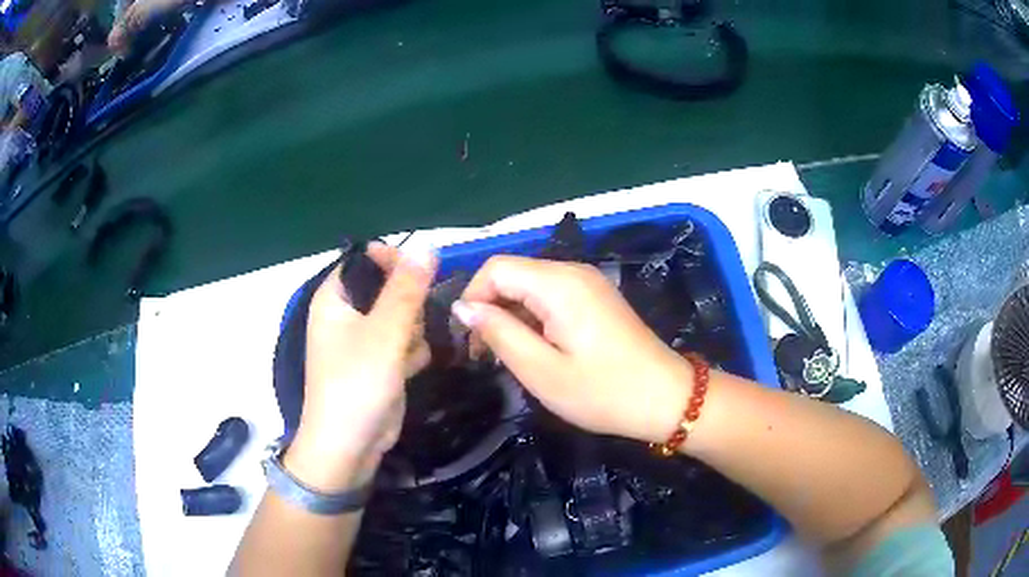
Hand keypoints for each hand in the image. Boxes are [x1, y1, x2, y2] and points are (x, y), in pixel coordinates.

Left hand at [285, 243, 435, 491]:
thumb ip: (407, 289)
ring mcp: (364, 340)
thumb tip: (428, 245)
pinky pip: (405, 342)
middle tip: (409, 328)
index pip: (365, 260)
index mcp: (335, 299)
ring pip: (403, 316)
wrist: (350, 447)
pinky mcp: (380, 362)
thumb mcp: (384, 333)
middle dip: (409, 306)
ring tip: (408, 355)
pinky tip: (410, 371)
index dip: (393, 261)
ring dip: (414, 332)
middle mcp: (347, 315)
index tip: (421, 276)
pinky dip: (412, 353)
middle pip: (390, 288)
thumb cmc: (356, 384)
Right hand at [453, 256, 692, 443]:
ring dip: (511, 315)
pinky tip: (538, 348)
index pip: (496, 268)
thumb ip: (499, 333)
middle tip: (487, 355)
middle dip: (491, 308)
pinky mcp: (596, 297)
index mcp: (558, 283)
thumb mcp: (541, 370)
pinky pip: (551, 295)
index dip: (473, 298)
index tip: (471, 341)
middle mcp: (573, 271)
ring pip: (530, 285)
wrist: (666, 398)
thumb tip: (464, 308)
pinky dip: (533, 317)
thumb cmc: (602, 392)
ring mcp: (588, 282)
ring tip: (511, 356)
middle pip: (513, 274)